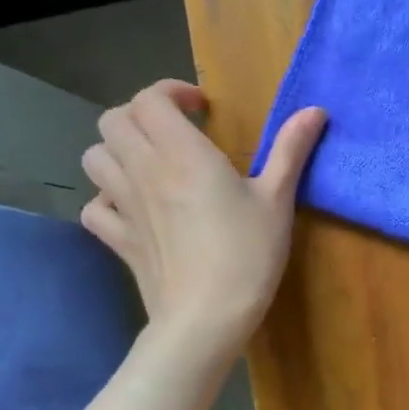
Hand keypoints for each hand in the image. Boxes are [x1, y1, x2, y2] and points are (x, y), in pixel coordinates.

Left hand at [79, 80, 326, 348]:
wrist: (206, 317)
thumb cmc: (248, 253)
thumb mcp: (278, 199)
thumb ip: (291, 149)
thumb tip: (314, 109)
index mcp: (183, 154)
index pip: (150, 99)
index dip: (171, 92)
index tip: (202, 107)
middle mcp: (144, 170)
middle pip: (114, 120)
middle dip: (142, 115)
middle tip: (177, 130)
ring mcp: (123, 205)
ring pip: (94, 157)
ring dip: (119, 149)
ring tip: (152, 161)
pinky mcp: (117, 239)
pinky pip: (93, 206)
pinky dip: (107, 197)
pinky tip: (135, 206)